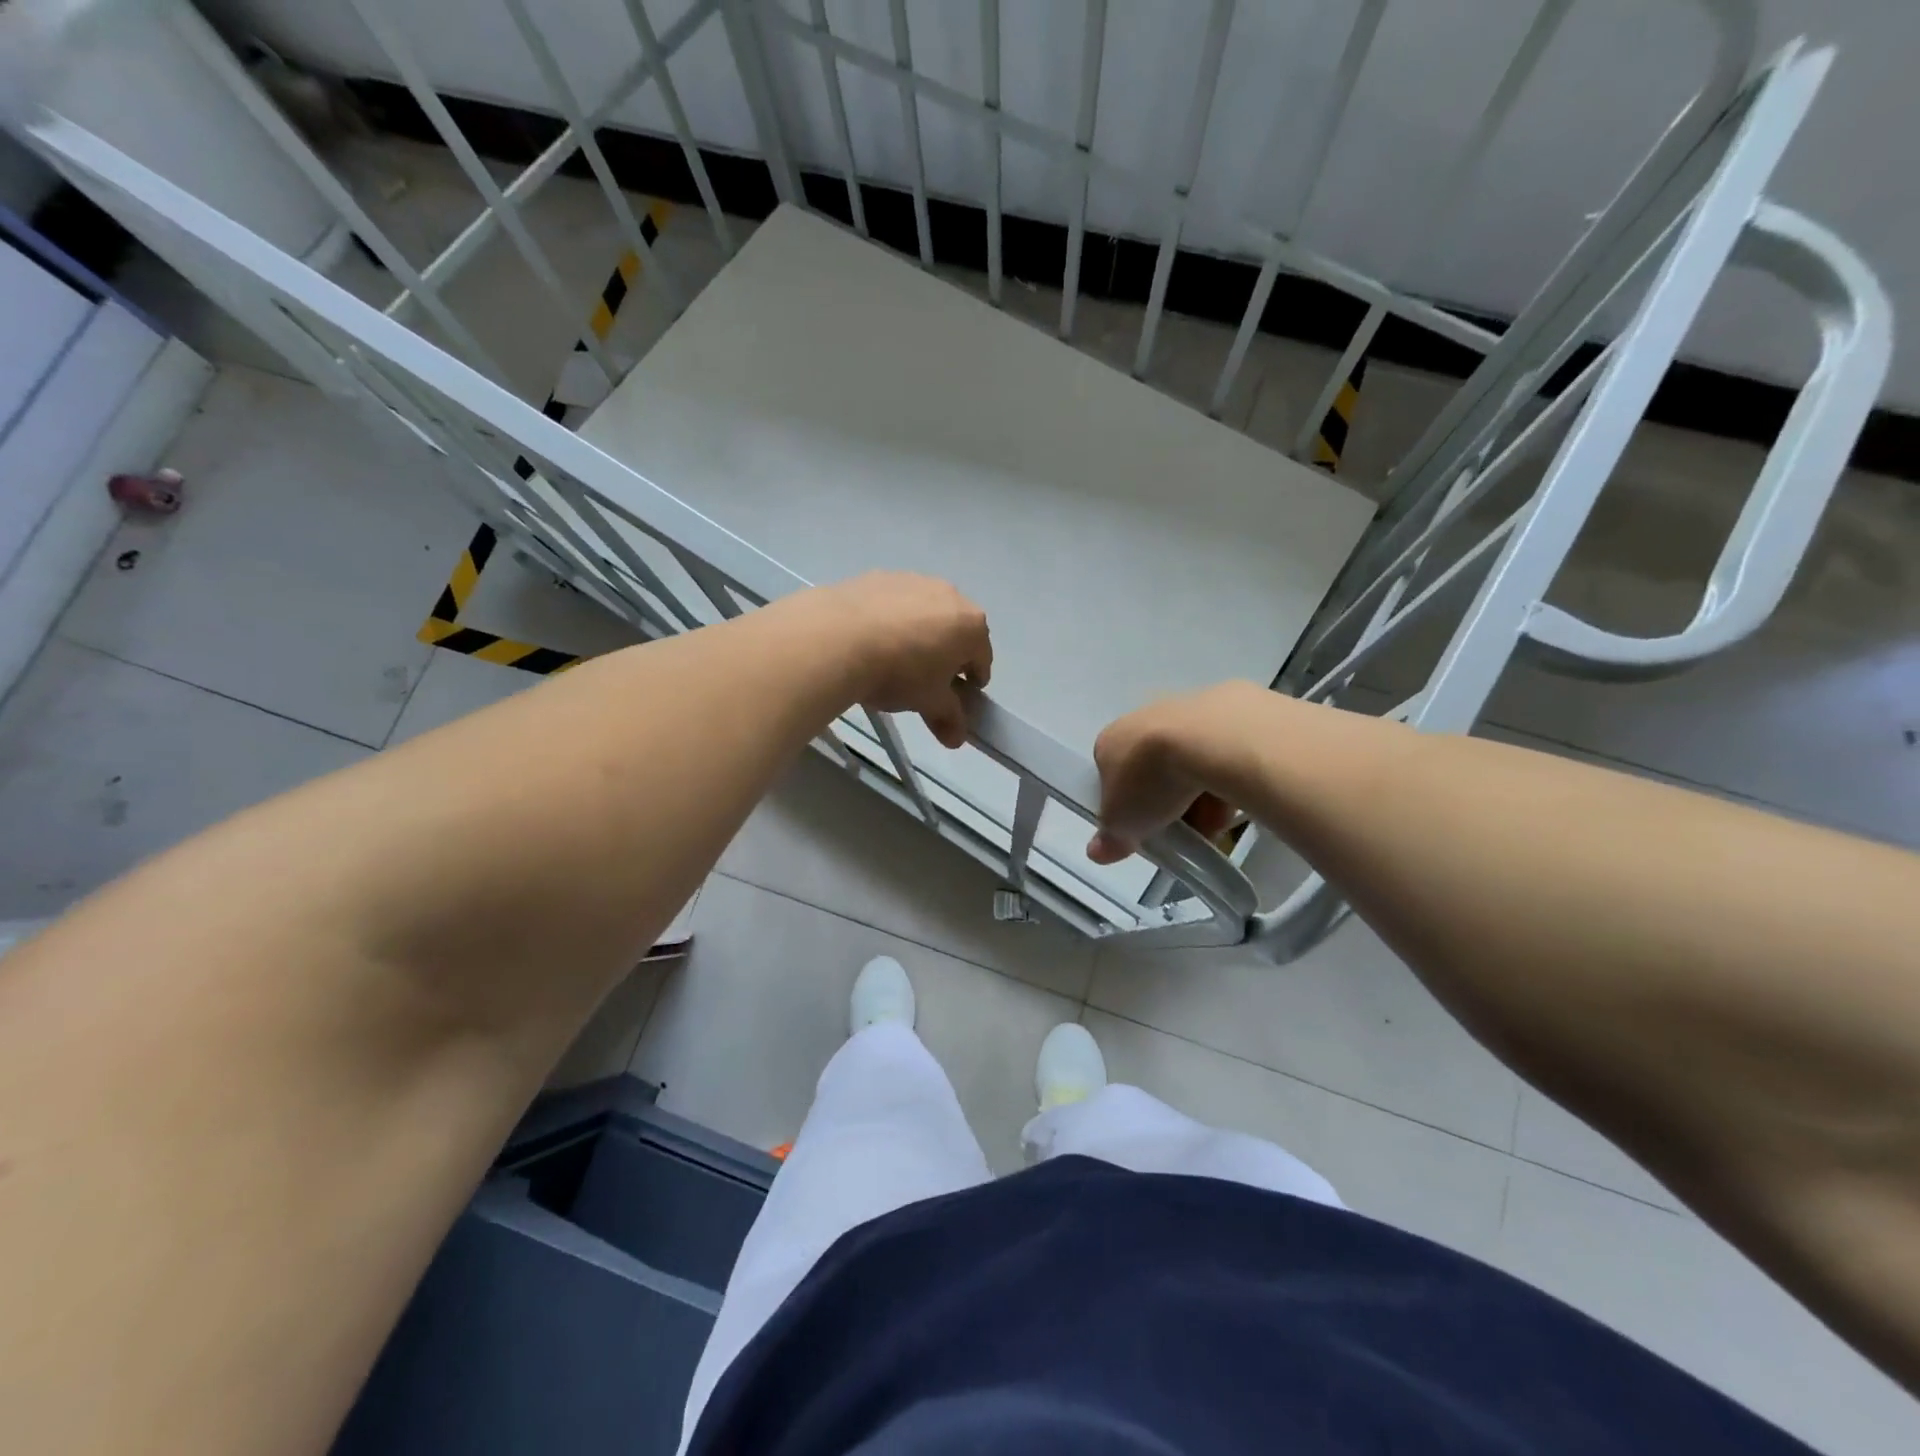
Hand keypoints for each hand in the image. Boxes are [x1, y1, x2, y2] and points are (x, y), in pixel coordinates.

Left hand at [815, 573, 992, 748]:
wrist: (838, 638)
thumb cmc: (899, 673)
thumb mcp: (928, 702)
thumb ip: (948, 718)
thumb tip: (957, 739)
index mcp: (971, 626)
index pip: (982, 659)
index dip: (973, 682)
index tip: (959, 698)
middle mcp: (949, 595)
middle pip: (956, 631)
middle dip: (946, 654)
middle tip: (926, 681)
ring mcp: (913, 580)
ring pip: (924, 613)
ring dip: (918, 633)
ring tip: (894, 659)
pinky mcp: (879, 576)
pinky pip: (893, 603)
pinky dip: (890, 619)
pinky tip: (869, 640)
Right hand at [1086, 684, 1253, 862]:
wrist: (1208, 740)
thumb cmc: (1149, 779)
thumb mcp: (1121, 823)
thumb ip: (1110, 837)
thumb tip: (1097, 851)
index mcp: (1109, 741)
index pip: (1112, 775)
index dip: (1127, 804)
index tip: (1144, 828)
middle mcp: (1141, 718)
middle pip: (1153, 769)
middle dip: (1167, 801)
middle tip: (1182, 829)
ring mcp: (1184, 710)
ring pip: (1189, 762)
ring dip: (1198, 793)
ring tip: (1215, 819)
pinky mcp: (1225, 709)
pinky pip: (1221, 753)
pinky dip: (1226, 775)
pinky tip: (1235, 794)